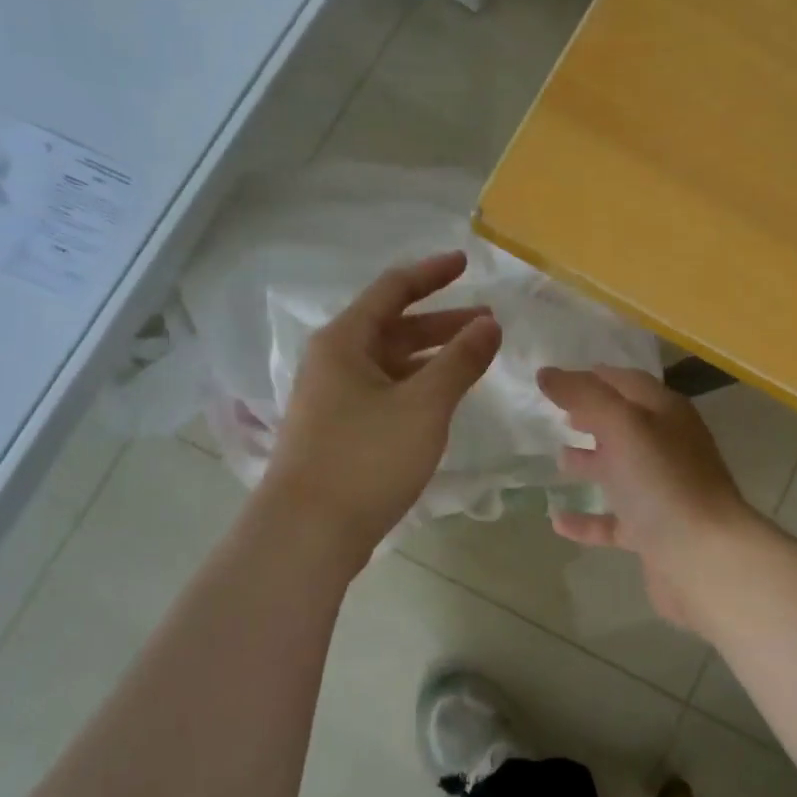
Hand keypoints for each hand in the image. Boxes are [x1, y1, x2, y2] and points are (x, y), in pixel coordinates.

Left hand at [266, 252, 500, 551]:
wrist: (307, 533)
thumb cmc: (366, 457)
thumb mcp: (424, 404)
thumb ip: (460, 360)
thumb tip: (489, 324)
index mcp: (345, 341)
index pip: (393, 289)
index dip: (431, 274)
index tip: (466, 263)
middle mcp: (335, 361)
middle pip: (394, 326)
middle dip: (442, 321)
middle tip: (488, 322)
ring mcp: (334, 398)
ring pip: (391, 362)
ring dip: (433, 356)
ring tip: (475, 358)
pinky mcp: (340, 430)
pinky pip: (386, 391)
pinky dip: (418, 385)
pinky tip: (444, 398)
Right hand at [536, 366, 757, 628]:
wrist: (705, 560)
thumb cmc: (664, 482)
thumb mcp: (622, 426)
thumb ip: (584, 396)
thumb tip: (546, 373)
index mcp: (666, 414)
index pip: (626, 383)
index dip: (593, 378)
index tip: (556, 379)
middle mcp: (667, 448)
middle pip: (624, 425)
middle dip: (592, 417)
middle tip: (557, 414)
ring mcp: (661, 493)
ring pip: (621, 470)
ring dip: (591, 462)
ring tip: (557, 457)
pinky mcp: (652, 534)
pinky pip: (613, 521)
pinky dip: (587, 519)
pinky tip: (556, 520)